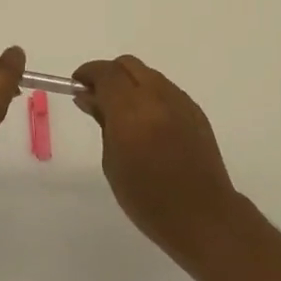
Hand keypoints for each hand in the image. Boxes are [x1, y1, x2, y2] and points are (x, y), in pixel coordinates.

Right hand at [72, 56, 240, 259]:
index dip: (88, 73)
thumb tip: (89, 97)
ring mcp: (180, 100)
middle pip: (128, 65)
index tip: (77, 85)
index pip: (106, 73)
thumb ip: (102, 122)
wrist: (202, 216)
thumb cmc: (147, 198)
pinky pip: (166, 90)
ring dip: (131, 83)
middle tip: (97, 96)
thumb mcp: (113, 162)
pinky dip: (150, 95)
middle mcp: (157, 96)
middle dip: (109, 74)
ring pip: (149, 75)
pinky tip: (148, 122)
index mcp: (131, 110)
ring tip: (123, 112)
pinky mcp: (195, 110)